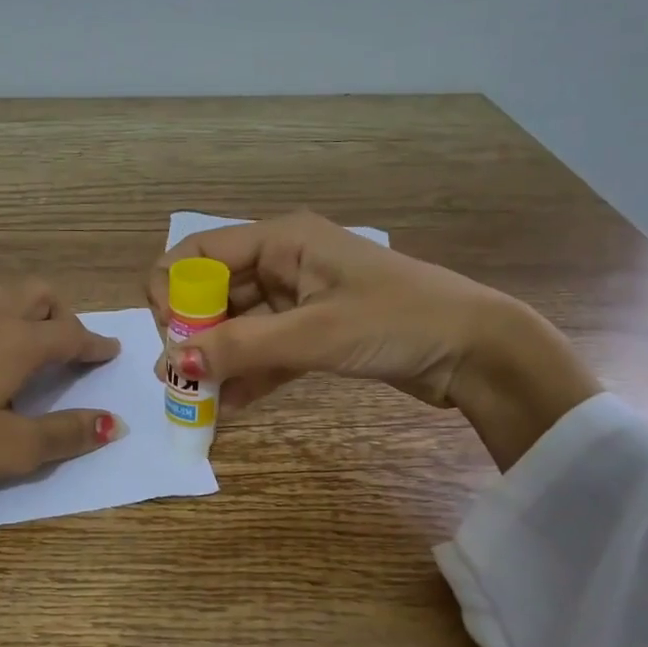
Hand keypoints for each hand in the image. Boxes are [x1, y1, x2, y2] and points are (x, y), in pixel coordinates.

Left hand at [0, 278, 123, 597]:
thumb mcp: (12, 448)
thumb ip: (65, 434)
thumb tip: (114, 423)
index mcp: (21, 342)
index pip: (72, 334)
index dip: (96, 344)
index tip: (112, 351)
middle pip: (39, 294)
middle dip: (62, 313)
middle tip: (68, 344)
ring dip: (22, 303)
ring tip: (23, 333)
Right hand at [149, 212, 599, 468]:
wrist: (476, 350)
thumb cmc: (397, 321)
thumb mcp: (314, 333)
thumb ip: (240, 347)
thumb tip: (171, 364)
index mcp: (281, 240)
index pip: (199, 252)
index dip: (173, 290)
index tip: (171, 337)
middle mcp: (283, 262)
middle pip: (214, 290)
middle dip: (191, 332)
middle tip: (180, 377)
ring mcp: (299, 298)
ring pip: (238, 324)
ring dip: (217, 358)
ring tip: (196, 400)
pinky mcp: (315, 331)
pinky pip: (266, 348)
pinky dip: (248, 374)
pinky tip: (229, 406)